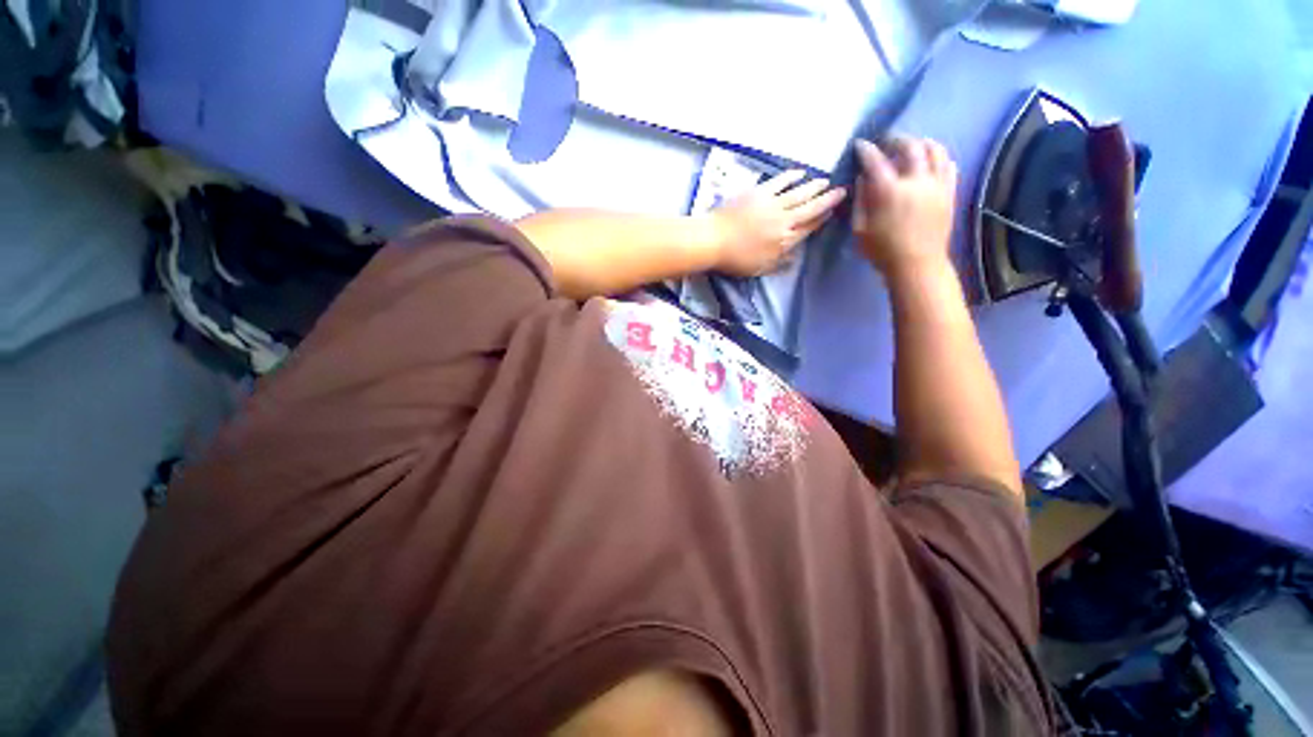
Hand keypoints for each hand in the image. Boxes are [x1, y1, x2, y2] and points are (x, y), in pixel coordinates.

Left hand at [706, 170, 845, 276]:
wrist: (714, 240)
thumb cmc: (735, 259)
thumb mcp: (759, 268)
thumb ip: (779, 263)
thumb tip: (795, 259)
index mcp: (783, 241)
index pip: (808, 228)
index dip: (822, 220)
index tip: (832, 212)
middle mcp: (783, 221)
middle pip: (810, 209)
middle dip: (827, 200)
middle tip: (842, 191)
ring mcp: (772, 205)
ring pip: (799, 193)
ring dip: (814, 187)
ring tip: (826, 181)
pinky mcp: (759, 192)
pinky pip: (780, 181)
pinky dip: (791, 176)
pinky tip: (800, 173)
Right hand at [853, 137, 956, 280]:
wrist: (917, 264)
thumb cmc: (882, 251)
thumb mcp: (860, 229)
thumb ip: (861, 200)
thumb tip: (862, 178)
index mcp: (889, 191)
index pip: (875, 161)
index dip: (866, 150)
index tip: (860, 145)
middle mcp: (915, 181)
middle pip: (909, 146)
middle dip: (896, 140)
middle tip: (886, 142)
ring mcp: (936, 184)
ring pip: (934, 150)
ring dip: (921, 143)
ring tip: (912, 146)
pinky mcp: (949, 192)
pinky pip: (949, 165)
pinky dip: (939, 157)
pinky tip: (931, 162)